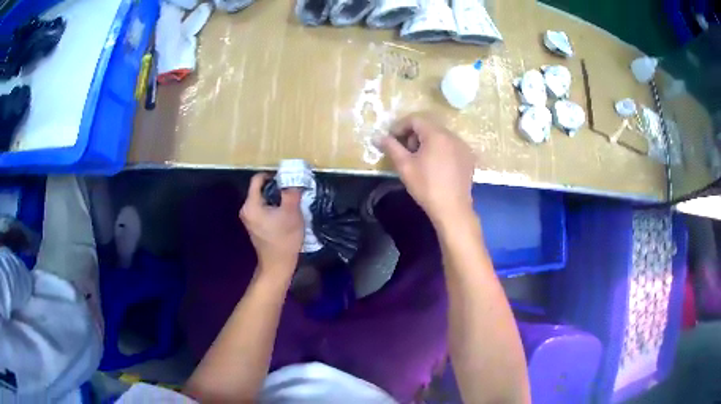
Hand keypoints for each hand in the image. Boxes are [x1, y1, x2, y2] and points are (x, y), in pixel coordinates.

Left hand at [240, 173, 303, 278]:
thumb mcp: (292, 212)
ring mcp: (249, 218)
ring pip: (262, 199)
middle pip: (260, 189)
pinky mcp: (254, 225)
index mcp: (251, 205)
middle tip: (291, 190)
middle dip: (276, 187)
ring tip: (290, 201)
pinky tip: (284, 213)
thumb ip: (291, 193)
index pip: (257, 179)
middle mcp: (246, 209)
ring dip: (276, 197)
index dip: (272, 175)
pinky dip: (273, 206)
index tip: (287, 179)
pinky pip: (262, 208)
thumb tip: (293, 178)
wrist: (278, 264)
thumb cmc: (284, 238)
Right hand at [380, 113, 474, 225]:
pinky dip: (440, 149)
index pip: (415, 119)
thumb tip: (378, 136)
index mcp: (436, 134)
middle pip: (429, 126)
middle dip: (413, 135)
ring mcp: (463, 146)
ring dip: (427, 142)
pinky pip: (451, 146)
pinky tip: (437, 166)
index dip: (400, 126)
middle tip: (406, 152)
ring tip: (421, 160)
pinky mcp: (469, 157)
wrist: (452, 208)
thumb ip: (391, 147)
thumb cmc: (426, 186)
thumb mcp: (404, 166)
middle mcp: (452, 135)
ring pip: (441, 135)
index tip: (392, 139)